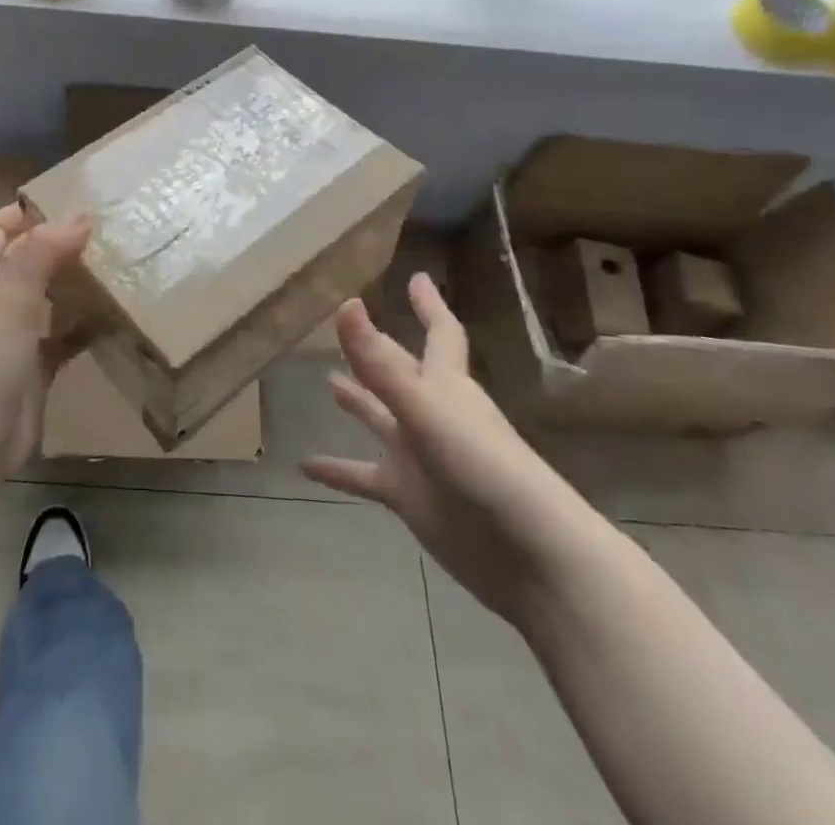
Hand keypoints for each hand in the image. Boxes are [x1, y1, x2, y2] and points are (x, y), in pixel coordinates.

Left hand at [0, 204, 89, 549]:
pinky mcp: (34, 366)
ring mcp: (14, 334)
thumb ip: (41, 253)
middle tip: (108, 232)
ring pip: (47, 295)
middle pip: (26, 258)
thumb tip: (80, 215)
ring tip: (119, 265)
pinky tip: (115, 315)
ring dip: (76, 281)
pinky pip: (63, 335)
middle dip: (60, 244)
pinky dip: (85, 324)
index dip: (26, 212)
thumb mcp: (10, 298)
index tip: (71, 202)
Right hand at [302, 274, 608, 624]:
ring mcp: (418, 455)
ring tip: (326, 382)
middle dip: (377, 348)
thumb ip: (380, 363)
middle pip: (399, 370)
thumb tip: (344, 304)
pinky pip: (363, 476)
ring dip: (356, 401)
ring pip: (379, 418)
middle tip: (345, 324)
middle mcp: (430, 412)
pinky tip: (304, 466)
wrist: (530, 558)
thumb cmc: (484, 468)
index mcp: (445, 385)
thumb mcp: (425, 409)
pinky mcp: (409, 496)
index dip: (428, 304)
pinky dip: (337, 470)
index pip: (440, 333)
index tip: (416, 277)